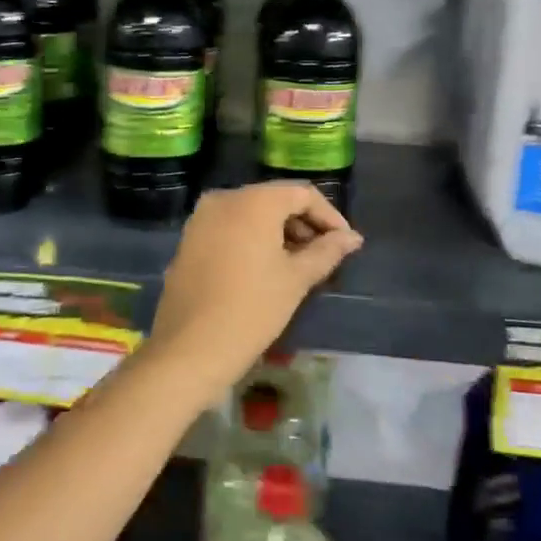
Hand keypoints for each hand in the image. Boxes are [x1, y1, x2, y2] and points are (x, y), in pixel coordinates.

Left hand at [148, 182, 363, 401]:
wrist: (191, 347)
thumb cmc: (253, 308)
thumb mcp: (296, 278)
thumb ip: (327, 251)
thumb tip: (352, 238)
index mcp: (253, 201)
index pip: (302, 193)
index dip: (329, 216)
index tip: (345, 243)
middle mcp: (224, 198)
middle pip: (274, 200)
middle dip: (303, 223)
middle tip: (324, 255)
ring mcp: (201, 218)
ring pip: (250, 213)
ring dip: (278, 232)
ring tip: (298, 264)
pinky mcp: (188, 240)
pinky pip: (229, 227)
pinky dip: (252, 239)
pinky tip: (265, 268)